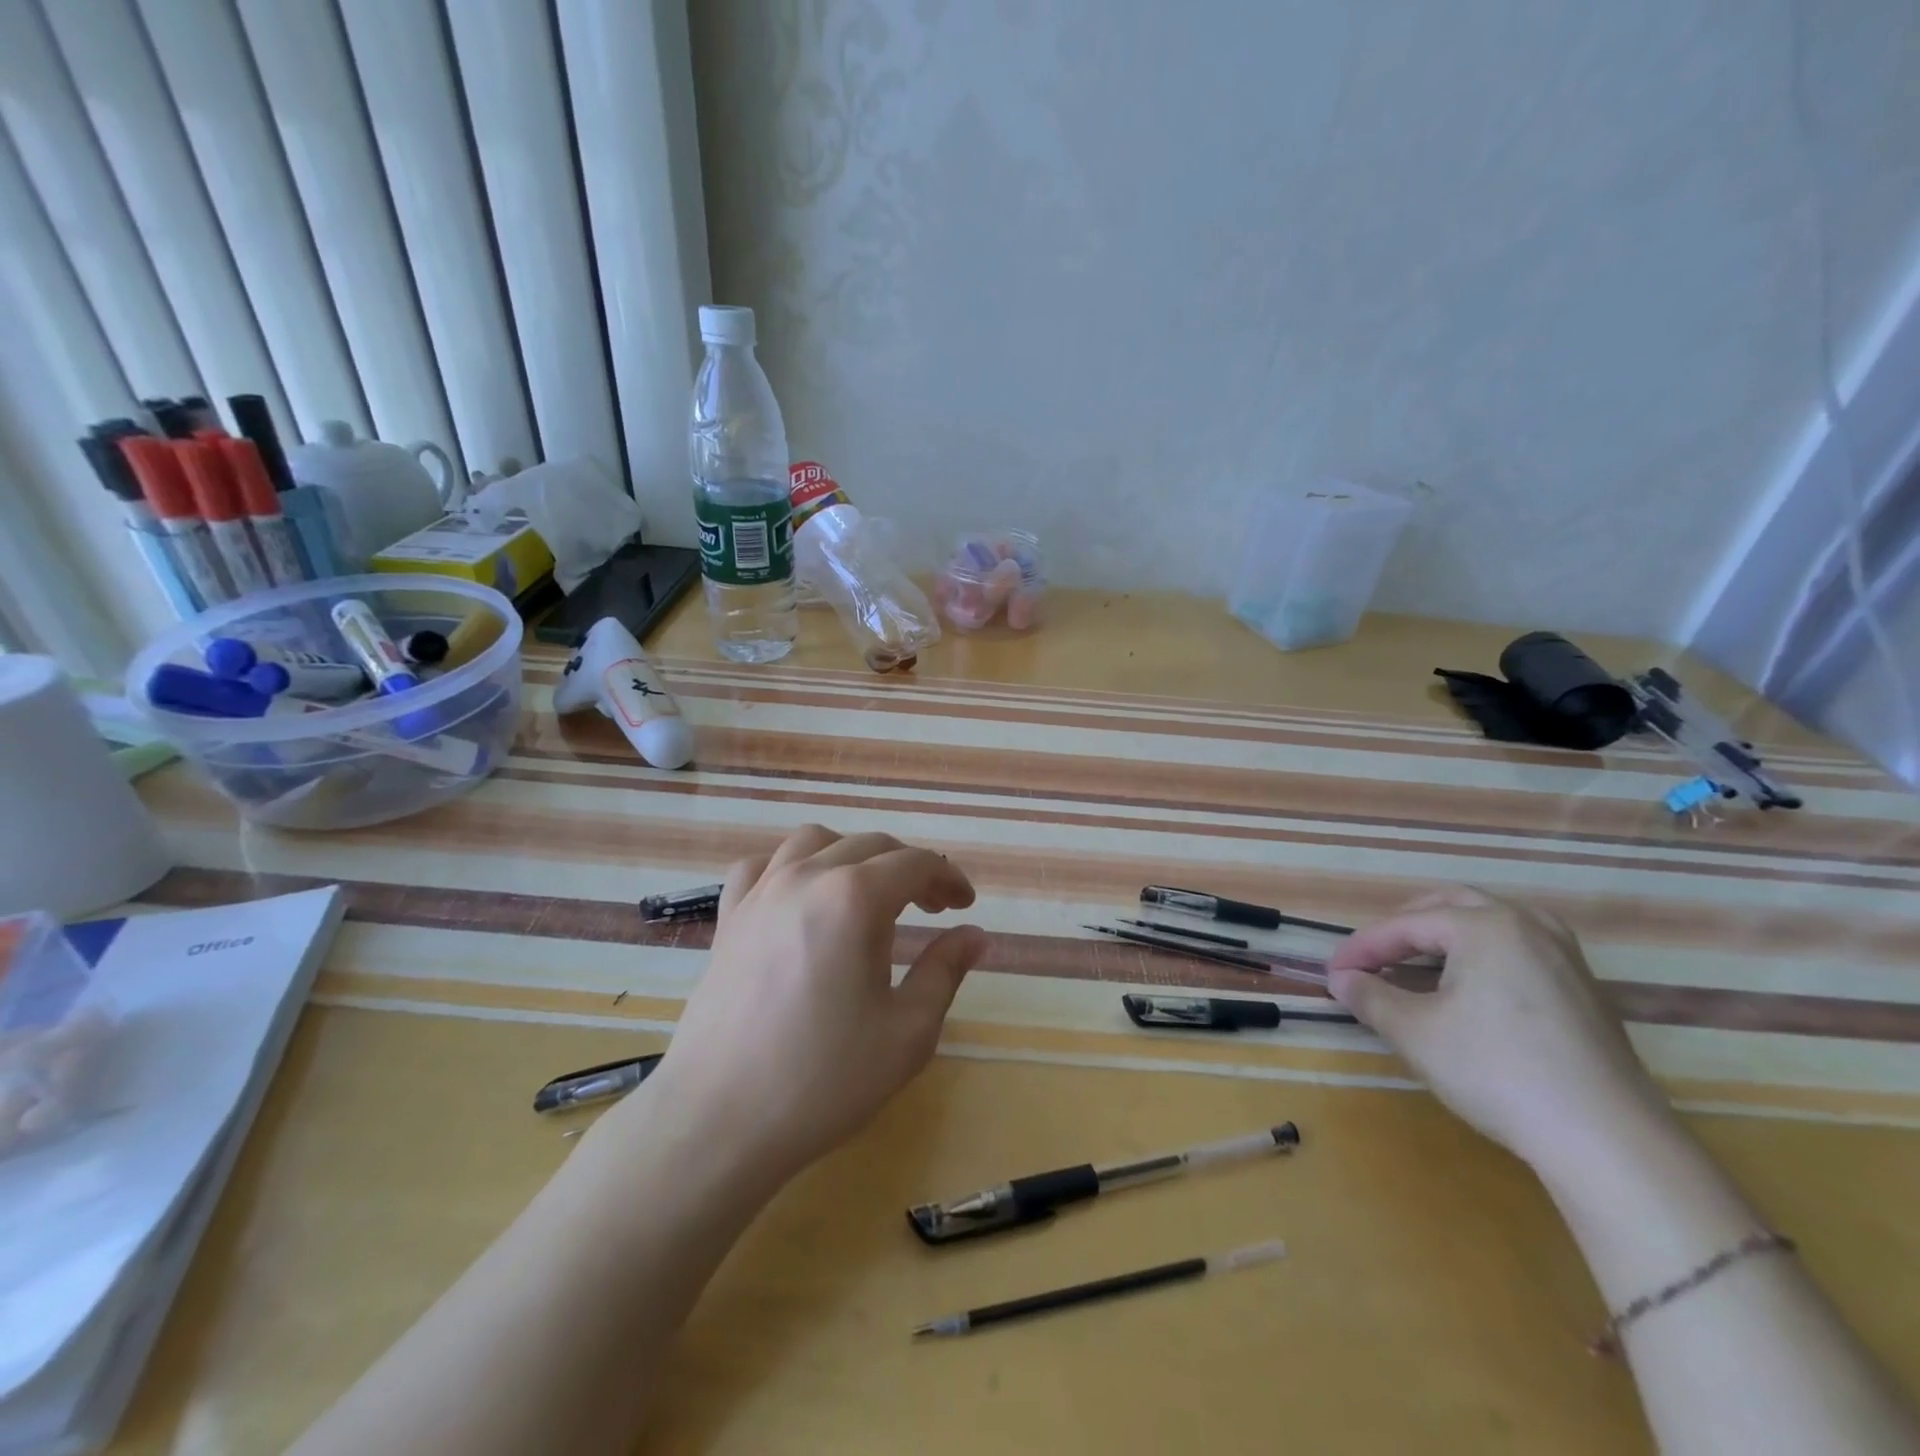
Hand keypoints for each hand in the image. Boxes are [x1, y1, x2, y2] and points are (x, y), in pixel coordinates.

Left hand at [629, 825, 988, 1190]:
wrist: (720, 1119)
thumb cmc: (824, 1078)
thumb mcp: (908, 1032)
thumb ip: (945, 971)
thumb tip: (974, 935)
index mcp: (855, 898)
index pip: (916, 863)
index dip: (948, 877)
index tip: (964, 905)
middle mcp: (807, 877)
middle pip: (870, 845)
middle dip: (910, 867)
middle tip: (932, 906)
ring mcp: (760, 892)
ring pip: (814, 841)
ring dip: (852, 855)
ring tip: (869, 893)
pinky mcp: (729, 917)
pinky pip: (761, 866)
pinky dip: (791, 867)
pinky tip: (801, 898)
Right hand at [1327, 887, 1675, 1178]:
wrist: (1608, 1141)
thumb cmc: (1497, 1071)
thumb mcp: (1415, 1033)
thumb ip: (1370, 997)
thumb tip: (1341, 980)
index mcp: (1485, 926)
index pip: (1406, 925)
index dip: (1363, 947)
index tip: (1333, 972)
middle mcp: (1529, 926)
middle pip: (1451, 907)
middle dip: (1404, 927)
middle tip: (1373, 955)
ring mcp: (1566, 957)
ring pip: (1491, 924)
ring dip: (1446, 936)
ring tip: (1417, 963)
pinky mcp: (1586, 992)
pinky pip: (1519, 950)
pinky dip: (1481, 956)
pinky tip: (1469, 989)